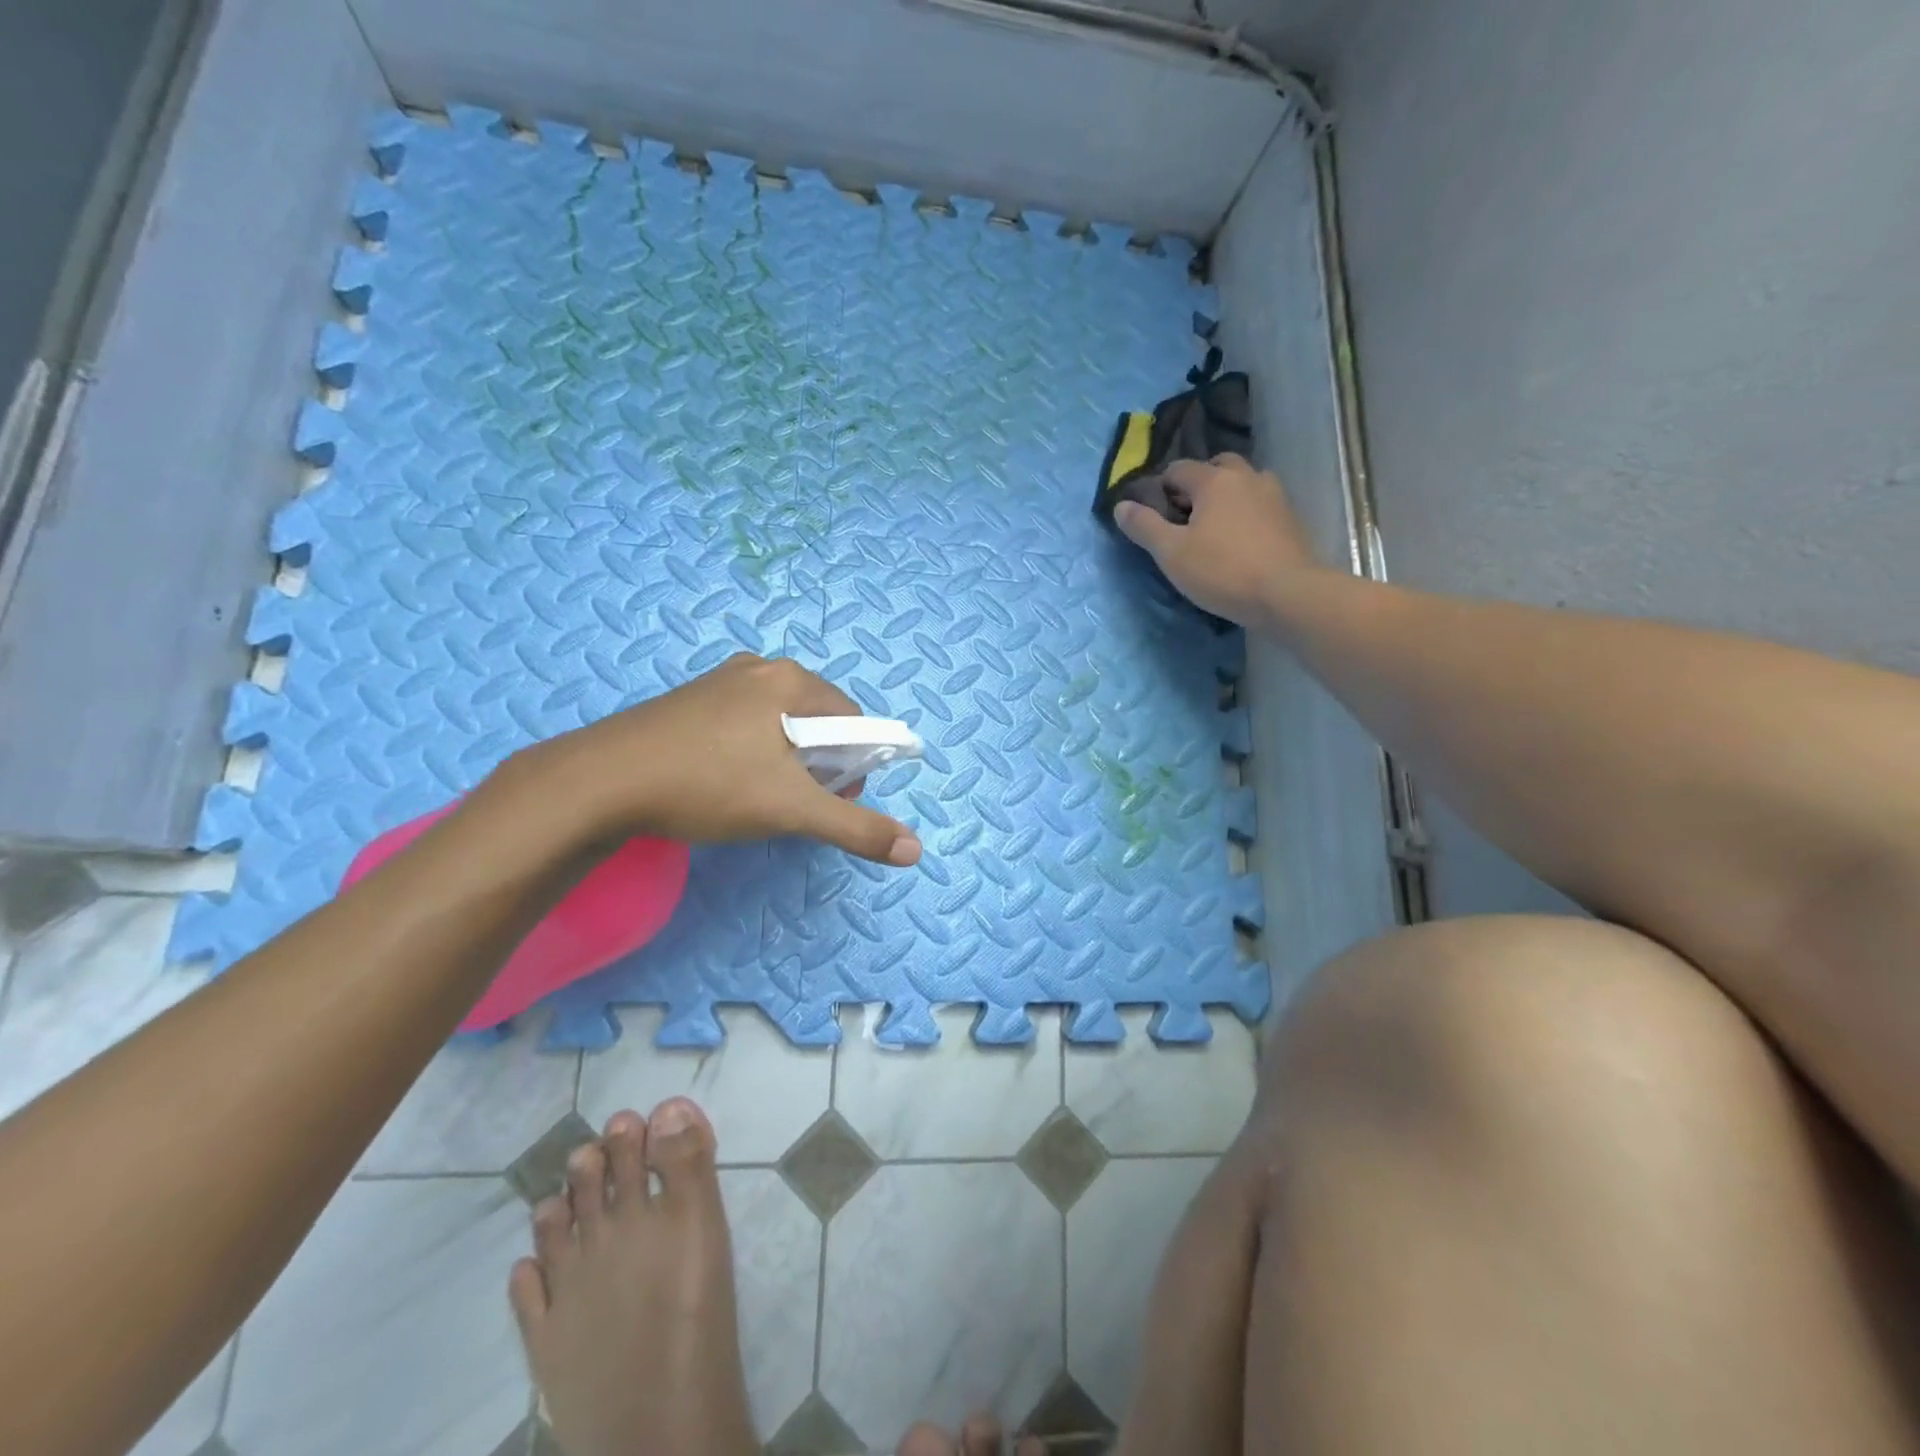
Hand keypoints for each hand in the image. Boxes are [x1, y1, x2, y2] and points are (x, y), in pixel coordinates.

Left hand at [518, 654, 921, 866]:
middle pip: (816, 718)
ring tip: (758, 796)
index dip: (855, 763)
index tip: (833, 798)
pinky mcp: (688, 701)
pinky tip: (724, 781)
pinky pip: (742, 723)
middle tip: (795, 802)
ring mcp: (718, 682)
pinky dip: (750, 752)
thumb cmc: (708, 785)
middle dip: (820, 763)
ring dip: (785, 760)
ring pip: (778, 723)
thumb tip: (915, 850)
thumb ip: (856, 827)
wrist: (600, 782)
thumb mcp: (791, 810)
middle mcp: (758, 668)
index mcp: (790, 680)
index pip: (852, 718)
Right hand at [1114, 454, 1321, 627]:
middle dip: (1197, 484)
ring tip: (1213, 528)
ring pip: (1243, 483)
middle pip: (1216, 466)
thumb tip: (1121, 505)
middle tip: (1184, 516)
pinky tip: (1239, 541)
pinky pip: (1260, 505)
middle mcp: (1246, 477)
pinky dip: (1245, 513)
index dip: (1160, 488)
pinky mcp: (1290, 519)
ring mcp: (1274, 495)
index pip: (1178, 469)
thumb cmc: (1222, 571)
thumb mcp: (1171, 553)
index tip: (1152, 513)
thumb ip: (1144, 527)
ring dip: (1226, 496)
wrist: (1287, 594)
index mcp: (1214, 479)